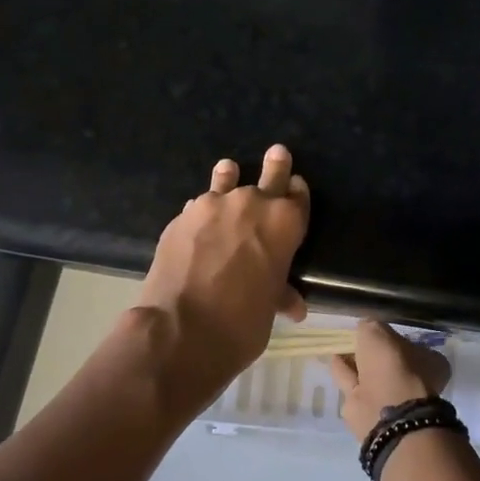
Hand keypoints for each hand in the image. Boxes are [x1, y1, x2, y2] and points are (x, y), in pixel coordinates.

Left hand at [135, 145, 310, 401]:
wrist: (182, 328)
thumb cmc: (242, 322)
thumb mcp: (270, 308)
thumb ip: (280, 294)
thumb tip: (294, 305)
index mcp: (285, 223)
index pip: (298, 196)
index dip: (297, 192)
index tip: (295, 187)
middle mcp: (252, 204)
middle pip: (269, 175)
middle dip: (275, 166)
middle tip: (277, 152)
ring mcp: (212, 206)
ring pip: (226, 181)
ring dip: (229, 177)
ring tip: (228, 169)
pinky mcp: (181, 217)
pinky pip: (199, 205)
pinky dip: (203, 210)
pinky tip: (199, 217)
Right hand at [327, 319, 451, 441]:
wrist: (386, 412)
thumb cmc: (392, 366)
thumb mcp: (378, 332)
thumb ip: (369, 327)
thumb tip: (363, 328)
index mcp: (429, 362)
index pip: (408, 345)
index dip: (390, 338)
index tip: (373, 331)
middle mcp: (413, 381)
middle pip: (388, 362)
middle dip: (371, 353)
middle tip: (354, 340)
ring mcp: (392, 398)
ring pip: (369, 375)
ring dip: (355, 363)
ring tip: (340, 349)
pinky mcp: (369, 411)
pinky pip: (353, 384)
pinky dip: (343, 373)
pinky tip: (333, 361)